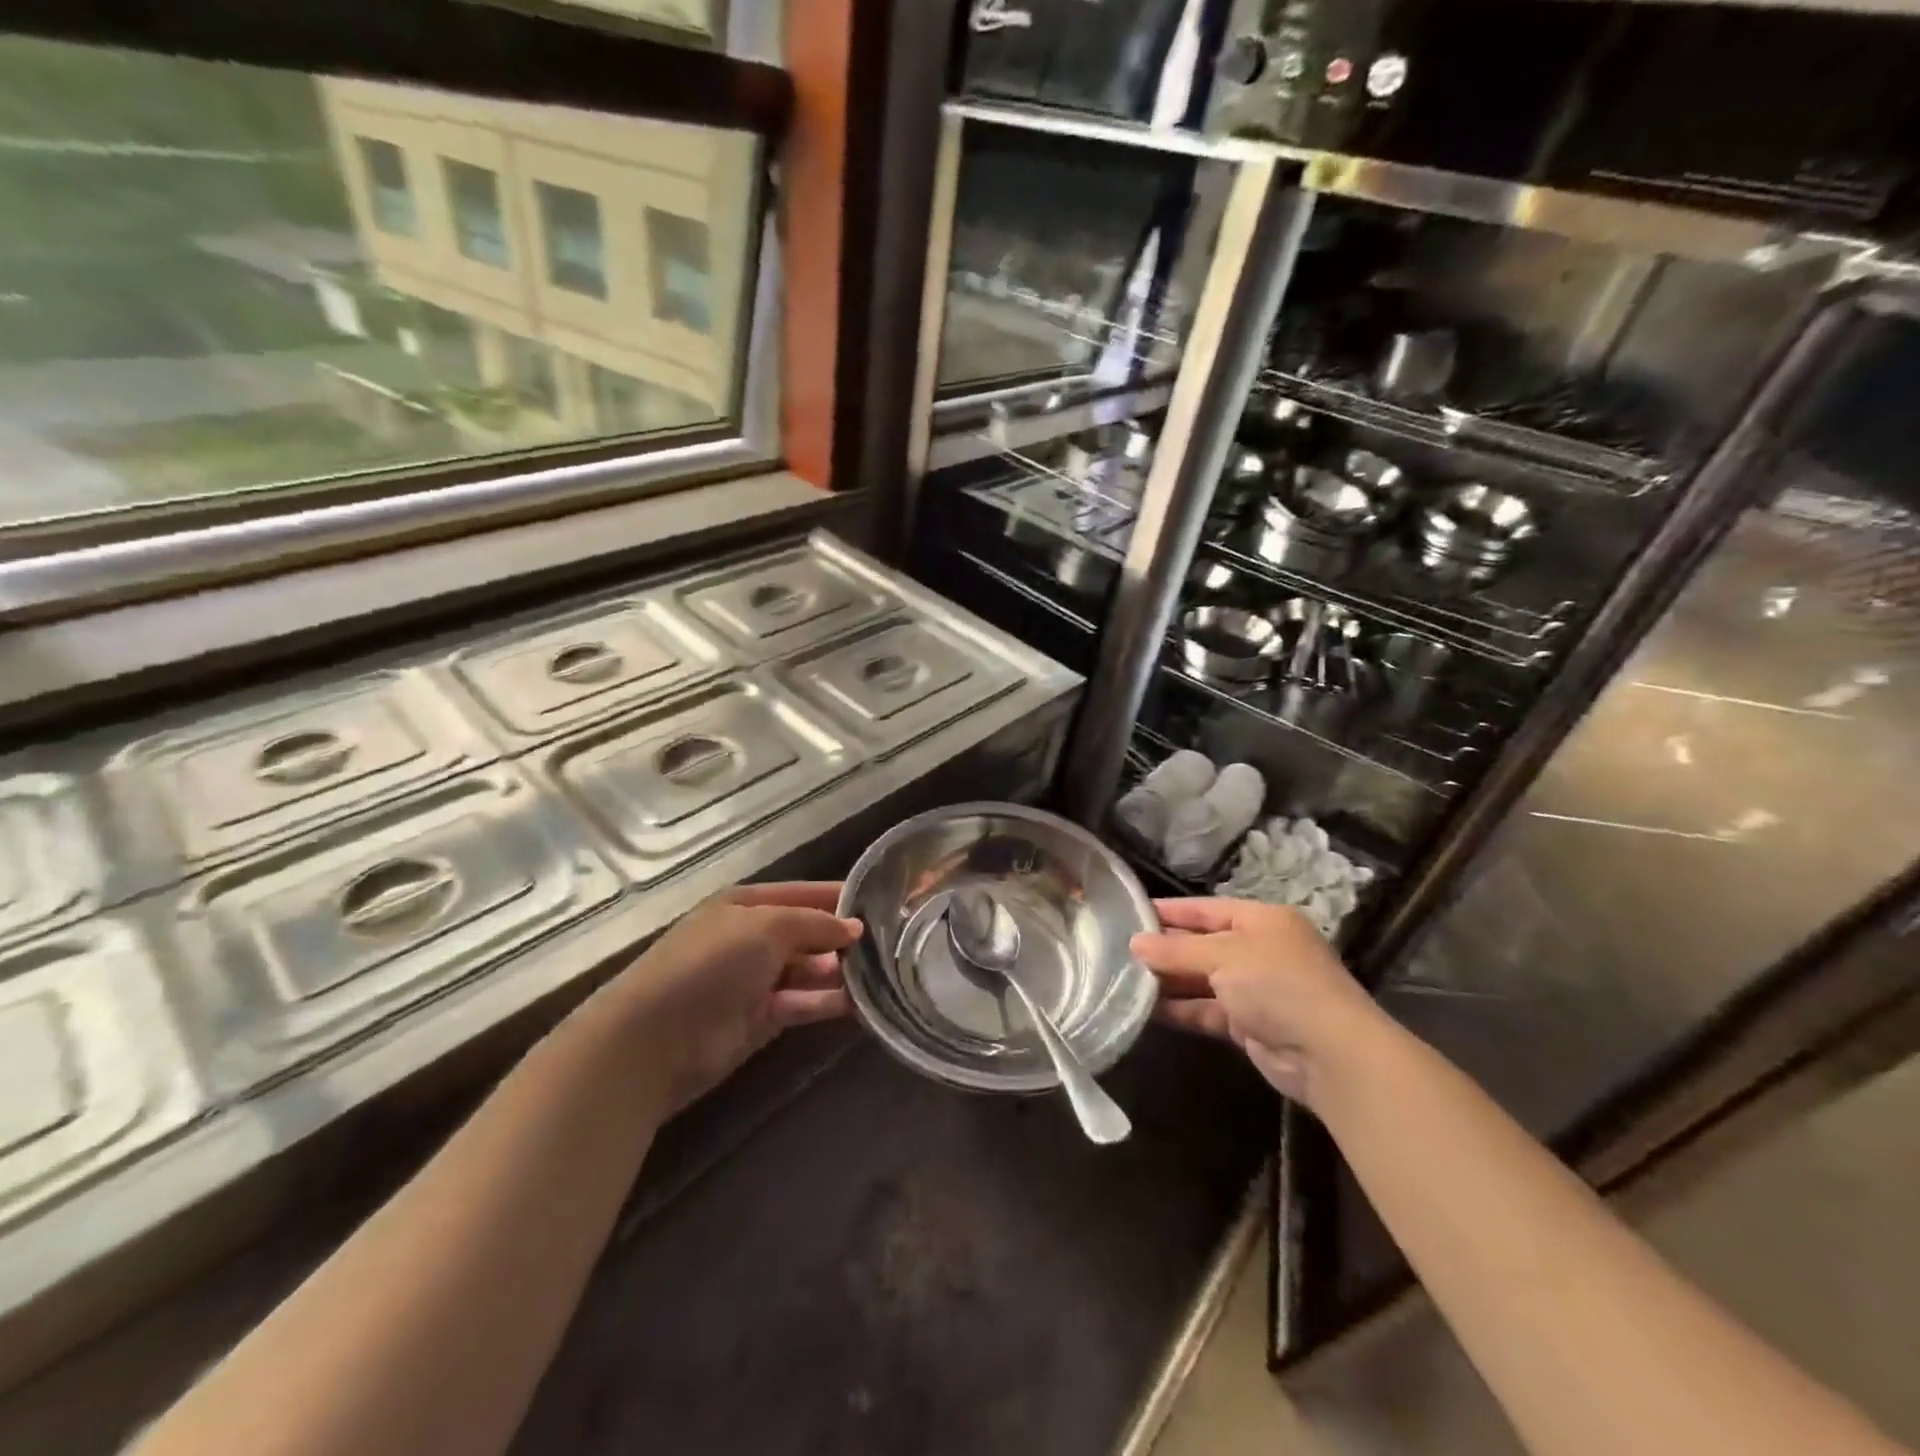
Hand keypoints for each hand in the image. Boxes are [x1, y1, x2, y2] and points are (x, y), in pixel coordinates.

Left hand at [608, 882, 861, 1111]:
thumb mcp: (767, 926)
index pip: (802, 893)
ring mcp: (756, 980)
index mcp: (746, 904)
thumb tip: (855, 928)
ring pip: (808, 970)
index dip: (837, 897)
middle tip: (892, 942)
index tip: (881, 903)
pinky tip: (862, 1002)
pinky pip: (803, 1003)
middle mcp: (752, 938)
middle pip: (807, 932)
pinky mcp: (761, 1019)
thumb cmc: (712, 962)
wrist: (656, 1037)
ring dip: (839, 971)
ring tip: (884, 971)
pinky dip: (828, 1002)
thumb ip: (815, 923)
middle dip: (842, 936)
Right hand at [1130, 898, 1382, 1105]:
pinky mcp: (1250, 1024)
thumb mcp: (1223, 956)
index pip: (1205, 909)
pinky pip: (1207, 1010)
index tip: (1130, 914)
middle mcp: (1259, 950)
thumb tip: (1135, 943)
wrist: (1329, 1054)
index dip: (1169, 911)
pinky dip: (1182, 1009)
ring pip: (1202, 979)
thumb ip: (1176, 950)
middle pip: (1202, 944)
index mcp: (1261, 920)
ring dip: (1169, 981)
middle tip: (1118, 950)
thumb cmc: (1276, 984)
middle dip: (1165, 949)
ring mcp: (1256, 989)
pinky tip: (1147, 1010)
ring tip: (1124, 979)